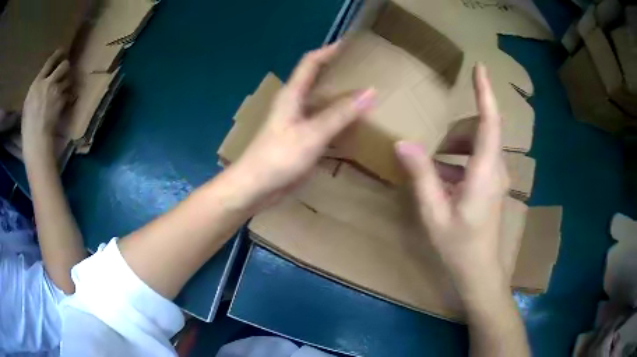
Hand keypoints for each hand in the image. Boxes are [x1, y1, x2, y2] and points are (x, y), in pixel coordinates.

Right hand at [22, 50, 70, 151]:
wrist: (36, 137)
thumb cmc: (28, 123)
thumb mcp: (28, 102)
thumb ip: (36, 88)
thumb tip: (42, 82)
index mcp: (37, 82)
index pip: (50, 62)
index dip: (57, 54)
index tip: (61, 51)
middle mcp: (48, 82)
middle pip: (64, 65)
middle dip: (66, 66)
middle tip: (65, 70)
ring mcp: (56, 91)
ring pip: (68, 78)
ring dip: (68, 82)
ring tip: (65, 87)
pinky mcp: (62, 101)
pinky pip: (69, 94)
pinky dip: (69, 96)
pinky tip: (67, 99)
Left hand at [233, 43, 375, 201]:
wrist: (255, 187)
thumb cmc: (278, 157)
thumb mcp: (312, 134)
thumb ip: (341, 114)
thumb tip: (370, 92)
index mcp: (292, 94)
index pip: (311, 62)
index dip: (329, 50)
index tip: (351, 45)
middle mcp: (294, 104)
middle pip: (318, 81)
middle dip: (340, 74)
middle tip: (367, 72)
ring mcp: (297, 123)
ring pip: (323, 103)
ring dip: (342, 99)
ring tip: (367, 97)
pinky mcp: (301, 140)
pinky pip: (324, 124)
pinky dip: (339, 121)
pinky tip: (355, 126)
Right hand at [396, 64, 508, 293]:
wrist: (479, 270)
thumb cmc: (459, 245)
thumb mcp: (434, 212)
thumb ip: (422, 175)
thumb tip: (403, 143)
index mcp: (484, 172)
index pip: (490, 123)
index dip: (485, 93)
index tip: (480, 67)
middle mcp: (496, 168)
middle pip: (480, 131)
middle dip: (456, 130)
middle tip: (433, 148)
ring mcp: (497, 176)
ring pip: (479, 143)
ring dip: (456, 145)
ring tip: (434, 163)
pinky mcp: (493, 183)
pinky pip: (478, 158)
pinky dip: (459, 159)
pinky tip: (443, 178)